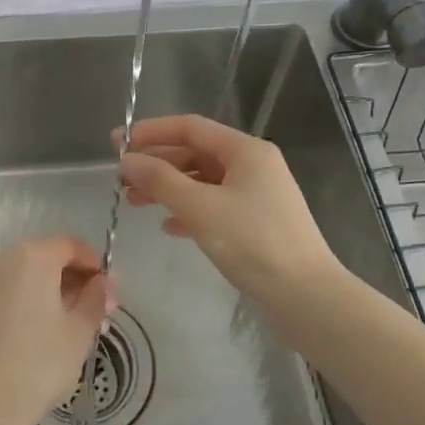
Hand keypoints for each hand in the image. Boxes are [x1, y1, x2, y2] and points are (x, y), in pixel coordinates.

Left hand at [0, 236, 114, 424]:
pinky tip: (29, 336)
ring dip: (45, 292)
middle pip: (43, 258)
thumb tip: (104, 282)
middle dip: (70, 281)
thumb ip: (96, 299)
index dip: (94, 265)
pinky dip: (19, 303)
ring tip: (62, 328)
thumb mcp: (79, 333)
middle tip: (91, 314)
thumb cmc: (36, 366)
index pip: (71, 246)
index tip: (107, 293)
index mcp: (31, 257)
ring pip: (20, 277)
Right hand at [118, 114, 345, 322]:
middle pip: (195, 153)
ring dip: (168, 188)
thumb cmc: (253, 243)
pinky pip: (214, 205)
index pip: (191, 127)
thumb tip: (126, 160)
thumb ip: (160, 180)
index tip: (118, 143)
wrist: (306, 297)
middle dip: (157, 163)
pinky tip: (168, 226)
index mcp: (245, 151)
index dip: (152, 132)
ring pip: (202, 181)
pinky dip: (188, 210)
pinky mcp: (256, 223)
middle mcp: (253, 165)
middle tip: (121, 177)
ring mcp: (256, 195)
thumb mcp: (200, 208)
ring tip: (134, 202)